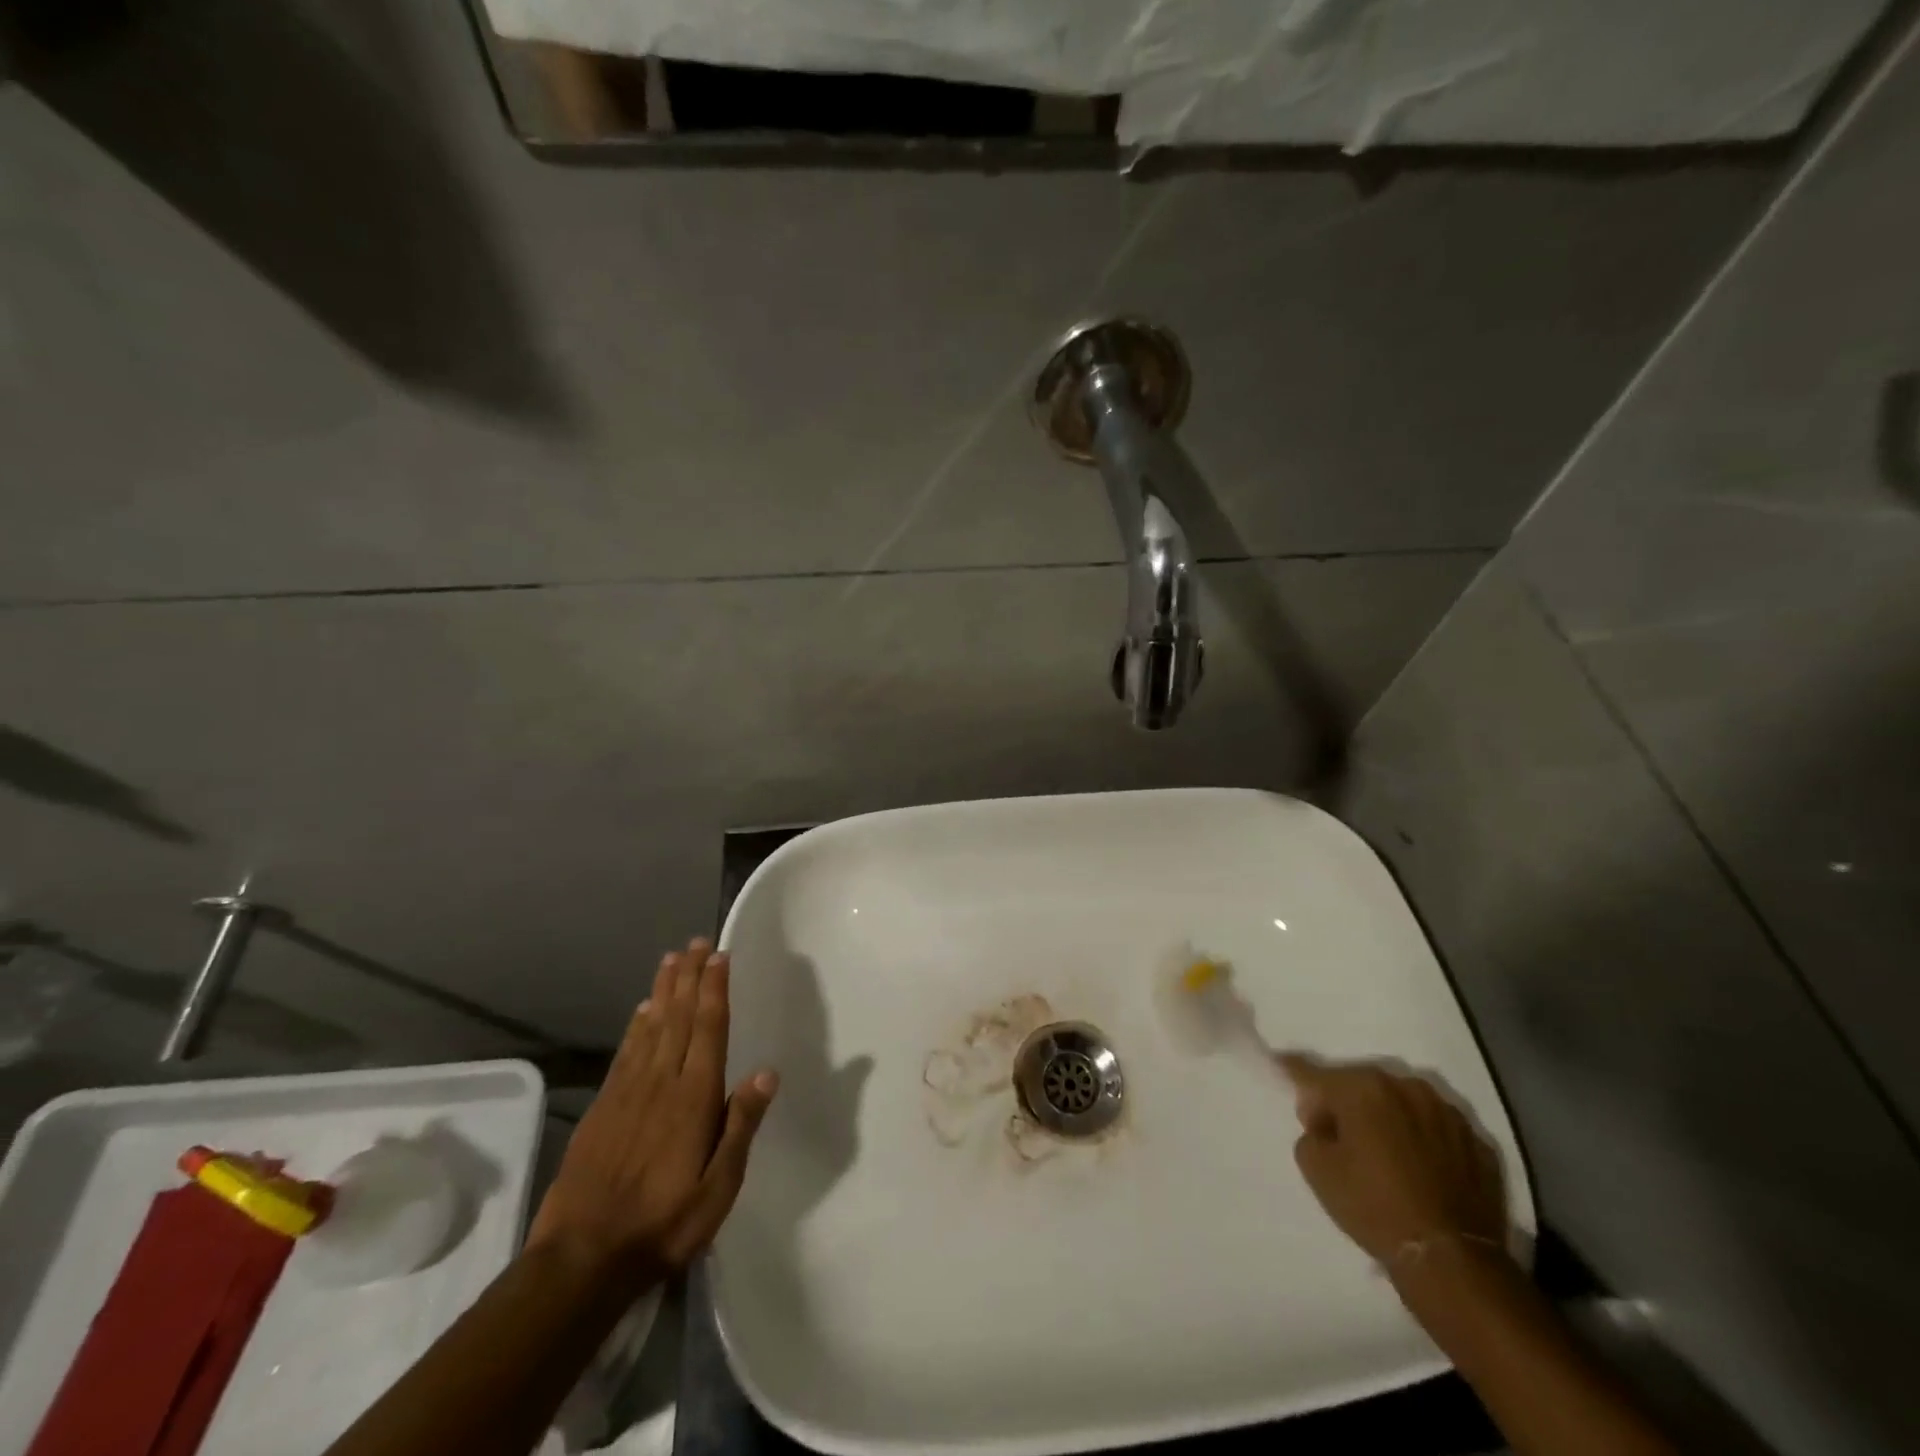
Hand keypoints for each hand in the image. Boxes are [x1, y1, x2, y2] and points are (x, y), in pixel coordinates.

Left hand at [528, 939, 777, 1285]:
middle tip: (697, 942)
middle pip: (680, 1017)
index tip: (720, 956)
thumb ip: (741, 1127)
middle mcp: (662, 1082)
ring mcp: (628, 1092)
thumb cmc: (663, 1225)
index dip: (715, 990)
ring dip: (664, 990)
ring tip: (672, 960)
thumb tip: (767, 1073)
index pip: (709, 1029)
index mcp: (694, 1097)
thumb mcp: (718, 1188)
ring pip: (651, 1027)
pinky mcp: (603, 1107)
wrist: (582, 1258)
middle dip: (690, 977)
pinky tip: (642, 1010)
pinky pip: (625, 1052)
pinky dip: (636, 1025)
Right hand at [1279, 1055, 1506, 1267]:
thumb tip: (1325, 1123)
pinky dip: (1427, 1142)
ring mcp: (1449, 1114)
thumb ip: (1311, 1132)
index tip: (1283, 1072)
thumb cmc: (1373, 1206)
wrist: (1452, 1261)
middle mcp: (1407, 1087)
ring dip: (1390, 1119)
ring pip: (1405, 1105)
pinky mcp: (1480, 1145)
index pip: (1315, 1075)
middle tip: (1341, 1136)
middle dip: (1348, 1104)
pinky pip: (1439, 1132)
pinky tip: (1423, 1171)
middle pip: (1363, 1086)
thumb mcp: (1316, 1169)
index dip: (1295, 1077)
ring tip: (1387, 1154)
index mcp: (1363, 1087)